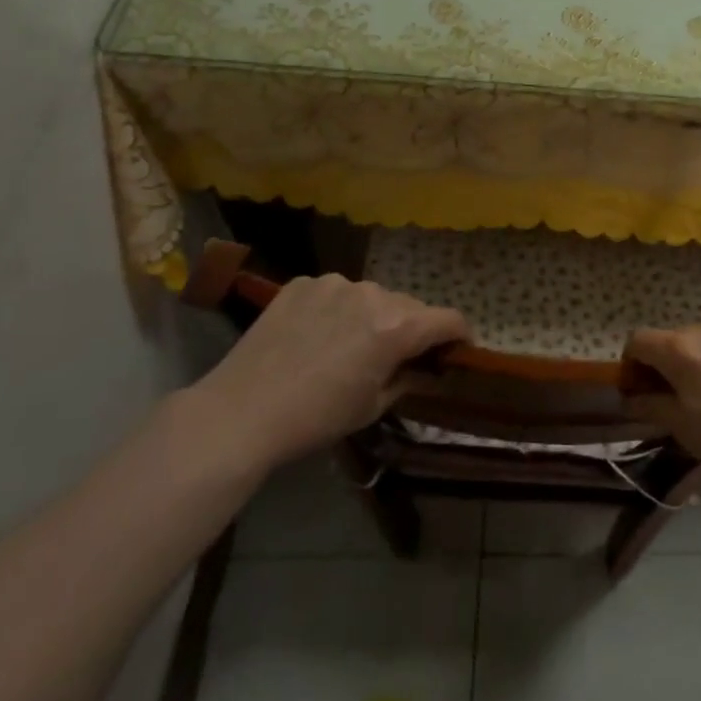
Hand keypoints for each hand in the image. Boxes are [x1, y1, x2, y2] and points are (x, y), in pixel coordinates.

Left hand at [193, 274, 469, 471]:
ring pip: (371, 296)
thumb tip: (423, 368)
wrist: (241, 412)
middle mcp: (373, 294)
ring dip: (373, 315)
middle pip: (410, 306)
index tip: (459, 348)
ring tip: (348, 343)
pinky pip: (335, 292)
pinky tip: (315, 334)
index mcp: (397, 327)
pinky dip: (337, 309)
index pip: (449, 319)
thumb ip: (407, 378)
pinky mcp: (302, 283)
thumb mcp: (372, 406)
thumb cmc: (315, 418)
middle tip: (396, 355)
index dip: (460, 334)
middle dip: (411, 327)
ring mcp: (335, 284)